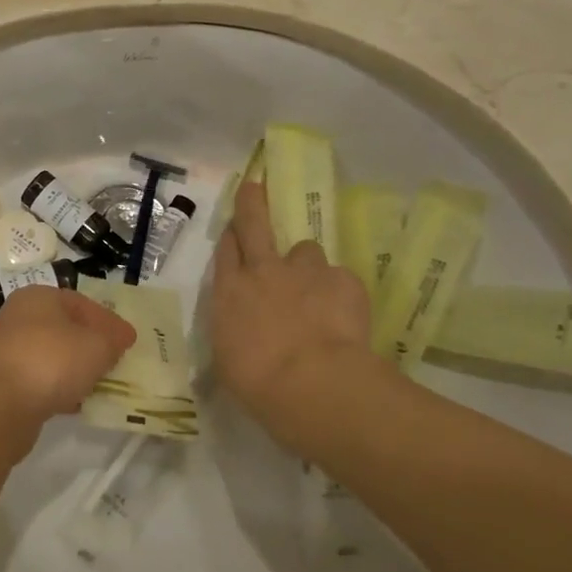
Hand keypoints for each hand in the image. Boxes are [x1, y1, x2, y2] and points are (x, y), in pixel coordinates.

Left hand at [0, 285, 136, 427]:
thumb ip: (114, 339)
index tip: (128, 342)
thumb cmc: (52, 362)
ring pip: (52, 356)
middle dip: (92, 346)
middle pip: (65, 329)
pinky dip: (58, 389)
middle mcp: (18, 318)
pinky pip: (39, 380)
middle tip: (116, 363)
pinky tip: (75, 404)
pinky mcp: (3, 382)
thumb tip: (121, 337)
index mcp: (39, 297)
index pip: (82, 303)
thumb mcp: (97, 345)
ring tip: (99, 386)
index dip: (109, 321)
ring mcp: (8, 350)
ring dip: (76, 370)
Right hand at [210, 180, 380, 437]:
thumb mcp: (230, 362)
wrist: (312, 384)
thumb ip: (237, 335)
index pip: (226, 252)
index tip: (234, 226)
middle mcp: (263, 272)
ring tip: (317, 292)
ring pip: (306, 251)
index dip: (231, 235)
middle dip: (253, 204)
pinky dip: (341, 293)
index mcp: (229, 293)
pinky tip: (345, 317)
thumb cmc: (258, 384)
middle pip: (255, 225)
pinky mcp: (343, 280)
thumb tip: (243, 335)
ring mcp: (304, 272)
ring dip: (307, 266)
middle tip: (255, 187)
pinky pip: (340, 279)